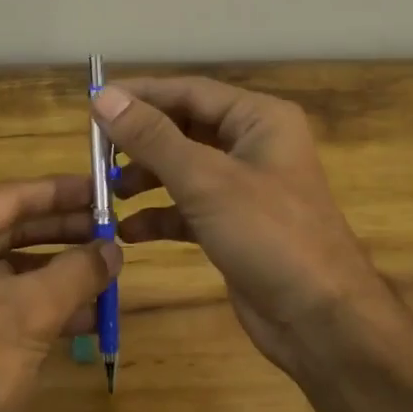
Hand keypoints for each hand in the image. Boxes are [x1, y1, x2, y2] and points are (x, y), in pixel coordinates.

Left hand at [0, 176, 120, 411]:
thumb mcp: (30, 311)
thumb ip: (77, 271)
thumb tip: (114, 249)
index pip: (11, 196)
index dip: (62, 193)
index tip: (105, 190)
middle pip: (12, 229)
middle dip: (65, 234)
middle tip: (113, 231)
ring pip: (13, 268)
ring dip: (61, 273)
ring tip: (110, 272)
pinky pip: (6, 302)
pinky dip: (45, 305)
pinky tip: (89, 316)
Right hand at [91, 77, 390, 382]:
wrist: (320, 320)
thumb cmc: (269, 234)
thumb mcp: (206, 180)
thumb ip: (152, 137)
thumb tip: (103, 97)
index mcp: (259, 119)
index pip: (189, 91)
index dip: (140, 95)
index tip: (92, 103)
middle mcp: (252, 145)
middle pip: (184, 128)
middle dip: (140, 141)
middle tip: (95, 153)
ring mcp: (244, 188)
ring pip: (183, 169)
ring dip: (145, 179)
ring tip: (107, 191)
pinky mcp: (234, 226)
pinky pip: (188, 208)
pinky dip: (160, 216)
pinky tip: (129, 230)